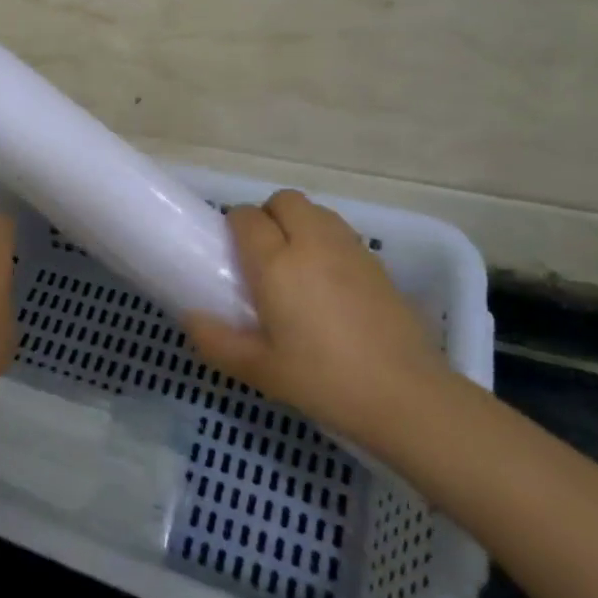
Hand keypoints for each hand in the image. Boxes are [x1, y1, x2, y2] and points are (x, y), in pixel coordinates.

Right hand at [183, 191, 449, 447]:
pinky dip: (327, 241)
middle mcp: (312, 243)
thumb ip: (217, 341)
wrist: (406, 396)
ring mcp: (349, 249)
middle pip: (284, 201)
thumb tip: (191, 318)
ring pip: (316, 210)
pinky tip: (328, 281)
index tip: (231, 253)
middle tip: (263, 254)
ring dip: (299, 223)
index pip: (247, 217)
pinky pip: (341, 232)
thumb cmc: (324, 381)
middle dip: (268, 216)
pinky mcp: (377, 264)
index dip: (234, 226)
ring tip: (296, 264)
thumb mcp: (259, 370)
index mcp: (276, 263)